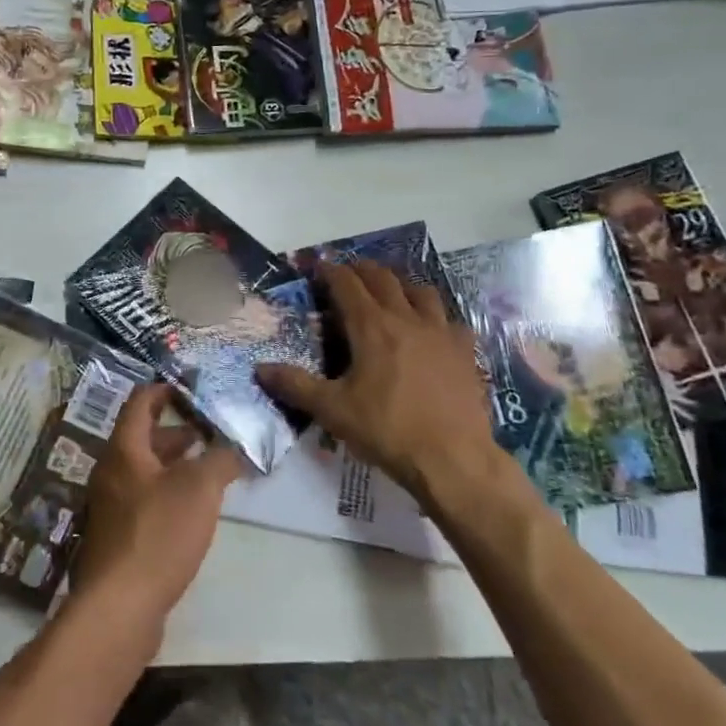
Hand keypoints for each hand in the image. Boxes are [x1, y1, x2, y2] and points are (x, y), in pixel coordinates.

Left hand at [73, 383, 241, 633]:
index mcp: (124, 449)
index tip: (193, 389)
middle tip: (210, 430)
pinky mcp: (118, 537)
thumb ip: (221, 459)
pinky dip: (168, 492)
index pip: (140, 402)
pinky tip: (194, 509)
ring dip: (175, 464)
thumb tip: (237, 444)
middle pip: (142, 437)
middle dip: (177, 431)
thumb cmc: (159, 533)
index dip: (166, 389)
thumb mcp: (200, 488)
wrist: (120, 606)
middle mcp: (111, 472)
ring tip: (210, 468)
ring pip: (145, 470)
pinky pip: (144, 500)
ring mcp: (111, 506)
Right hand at [256, 263, 510, 504]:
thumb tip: (259, 368)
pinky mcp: (465, 351)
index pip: (346, 283)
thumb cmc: (388, 430)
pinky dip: (435, 315)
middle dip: (362, 270)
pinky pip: (450, 319)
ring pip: (420, 290)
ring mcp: (441, 332)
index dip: (329, 270)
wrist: (453, 459)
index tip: (317, 266)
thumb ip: (295, 385)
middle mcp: (406, 318)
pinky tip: (431, 329)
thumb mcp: (333, 411)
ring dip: (400, 284)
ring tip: (390, 292)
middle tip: (348, 274)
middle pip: (383, 278)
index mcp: (372, 326)